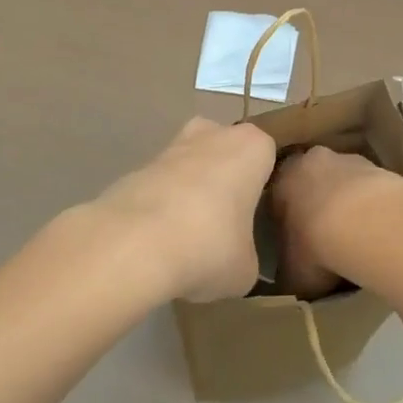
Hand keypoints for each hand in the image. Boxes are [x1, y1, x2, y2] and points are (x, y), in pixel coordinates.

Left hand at [93, 118, 275, 301]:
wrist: (134, 243)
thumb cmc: (210, 245)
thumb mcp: (246, 268)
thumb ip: (247, 255)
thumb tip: (235, 261)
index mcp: (252, 146)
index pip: (268, 154)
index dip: (264, 183)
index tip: (260, 212)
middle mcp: (214, 134)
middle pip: (225, 150)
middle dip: (225, 177)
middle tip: (227, 219)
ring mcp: (173, 146)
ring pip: (191, 164)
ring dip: (191, 190)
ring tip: (191, 235)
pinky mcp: (138, 167)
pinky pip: (162, 185)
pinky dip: (162, 205)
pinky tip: (161, 240)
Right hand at [270, 146, 402, 298]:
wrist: (366, 223)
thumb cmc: (316, 245)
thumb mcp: (290, 272)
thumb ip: (287, 270)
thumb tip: (289, 277)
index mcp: (282, 180)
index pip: (277, 197)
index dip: (286, 221)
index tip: (294, 242)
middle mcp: (311, 161)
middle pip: (312, 182)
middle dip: (317, 204)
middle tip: (324, 236)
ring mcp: (348, 160)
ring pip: (343, 182)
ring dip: (347, 202)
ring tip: (355, 236)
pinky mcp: (379, 167)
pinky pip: (370, 189)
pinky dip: (371, 206)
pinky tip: (377, 230)